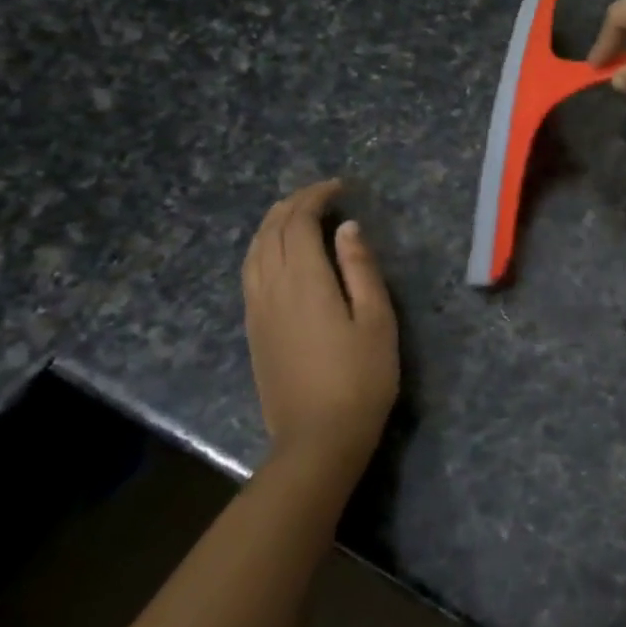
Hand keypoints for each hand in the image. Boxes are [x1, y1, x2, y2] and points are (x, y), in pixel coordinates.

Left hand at [242, 180, 398, 481]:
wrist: (317, 439)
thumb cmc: (360, 377)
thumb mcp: (376, 319)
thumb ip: (360, 268)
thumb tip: (347, 227)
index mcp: (304, 281)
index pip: (298, 223)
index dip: (315, 197)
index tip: (340, 187)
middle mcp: (271, 288)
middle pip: (269, 232)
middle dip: (292, 205)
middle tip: (321, 195)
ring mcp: (257, 311)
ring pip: (253, 252)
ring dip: (272, 225)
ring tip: (296, 216)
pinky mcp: (253, 330)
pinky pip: (249, 273)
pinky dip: (261, 249)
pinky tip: (277, 255)